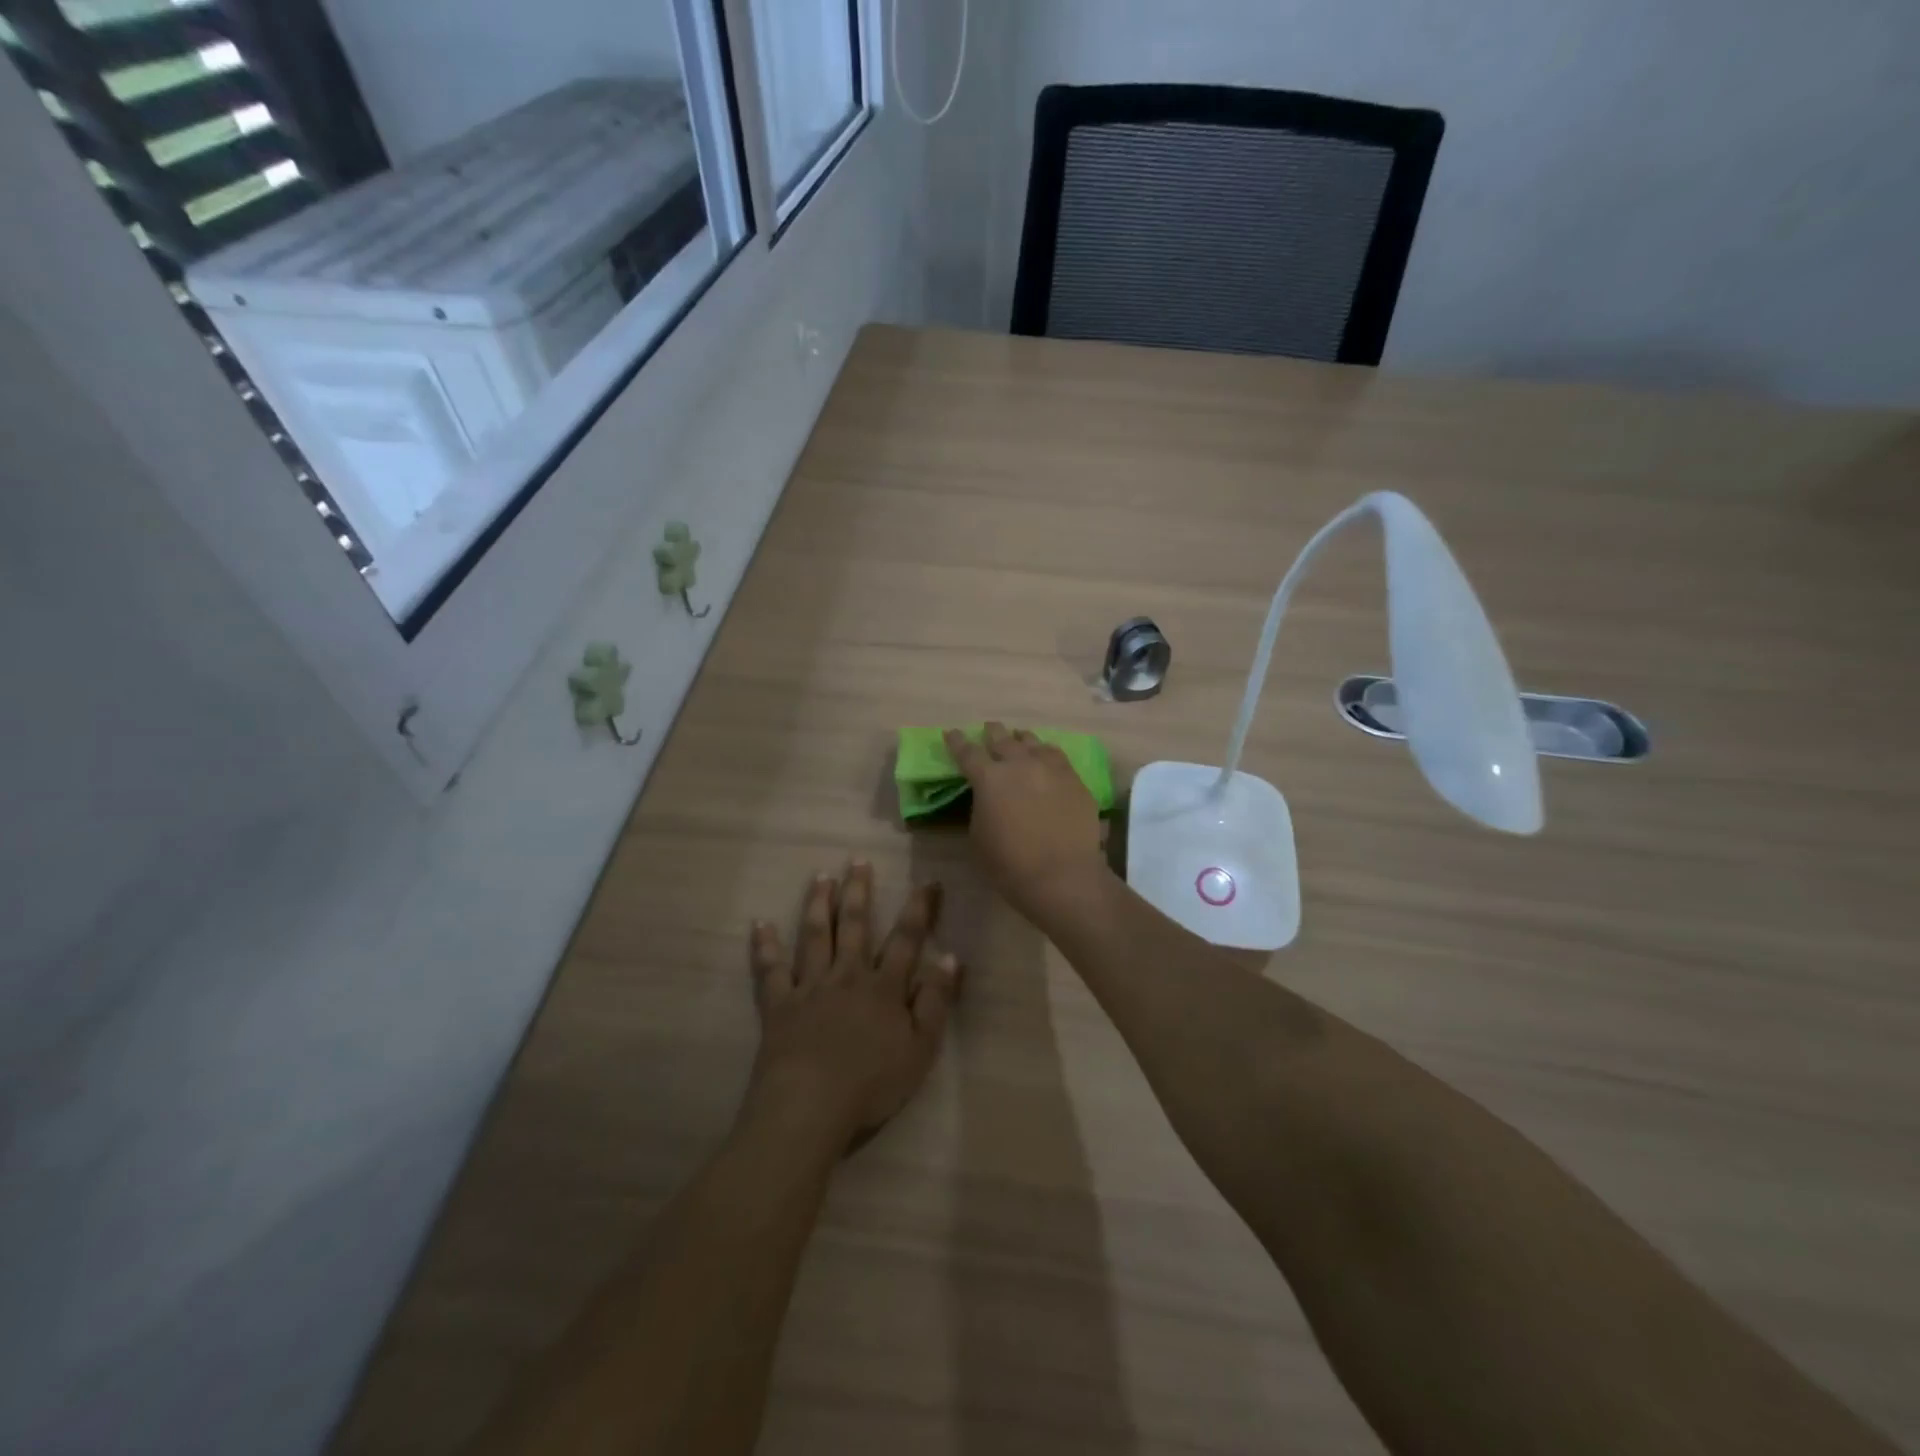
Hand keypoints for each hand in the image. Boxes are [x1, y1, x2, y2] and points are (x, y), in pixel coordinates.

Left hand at [747, 862, 961, 1148]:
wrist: (810, 1106)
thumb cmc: (872, 1084)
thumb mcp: (921, 1048)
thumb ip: (935, 1001)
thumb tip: (951, 957)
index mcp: (884, 987)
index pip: (906, 939)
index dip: (920, 909)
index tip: (928, 881)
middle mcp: (847, 976)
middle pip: (854, 926)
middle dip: (858, 891)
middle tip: (857, 860)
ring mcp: (810, 987)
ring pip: (814, 936)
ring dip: (818, 904)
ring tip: (820, 877)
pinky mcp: (779, 1005)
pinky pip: (770, 970)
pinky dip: (765, 946)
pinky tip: (760, 924)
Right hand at [944, 722, 1108, 928]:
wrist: (1062, 876)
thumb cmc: (1010, 865)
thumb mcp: (978, 837)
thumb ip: (980, 808)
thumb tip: (987, 797)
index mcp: (989, 778)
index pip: (967, 752)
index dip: (957, 741)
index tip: (951, 733)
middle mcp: (1020, 764)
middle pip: (1002, 738)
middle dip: (992, 732)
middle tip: (989, 729)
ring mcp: (1051, 768)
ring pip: (1032, 742)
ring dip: (1021, 740)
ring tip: (1019, 740)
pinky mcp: (1074, 779)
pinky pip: (1057, 756)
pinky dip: (1046, 753)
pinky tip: (1046, 757)